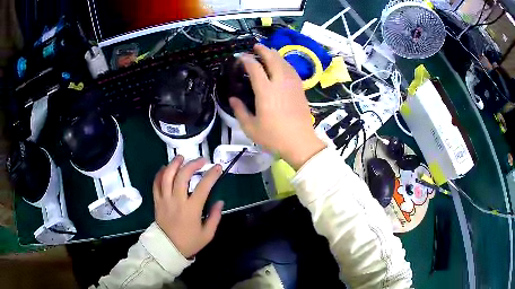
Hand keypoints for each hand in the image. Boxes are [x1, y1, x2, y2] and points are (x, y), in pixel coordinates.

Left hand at [153, 156, 223, 258]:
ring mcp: (164, 200)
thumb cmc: (189, 242)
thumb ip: (215, 217)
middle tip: (201, 160)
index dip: (211, 175)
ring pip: (167, 176)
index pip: (203, 187)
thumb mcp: (207, 234)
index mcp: (191, 209)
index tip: (217, 167)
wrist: (167, 249)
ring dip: (174, 164)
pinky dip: (160, 174)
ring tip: (181, 157)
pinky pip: (156, 184)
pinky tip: (165, 168)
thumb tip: (220, 201)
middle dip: (193, 164)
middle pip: (182, 176)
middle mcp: (177, 201)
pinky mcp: (157, 202)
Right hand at [229, 44, 325, 169]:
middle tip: (256, 46)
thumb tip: (232, 99)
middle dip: (263, 50)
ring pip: (284, 63)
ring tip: (269, 52)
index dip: (247, 60)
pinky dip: (285, 63)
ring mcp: (292, 85)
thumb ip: (239, 111)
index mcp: (265, 91)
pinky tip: (283, 65)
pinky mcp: (300, 89)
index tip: (240, 57)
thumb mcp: (251, 127)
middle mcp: (280, 83)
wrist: (300, 142)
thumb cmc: (274, 137)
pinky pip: (292, 70)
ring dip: (275, 55)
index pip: (255, 68)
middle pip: (272, 59)